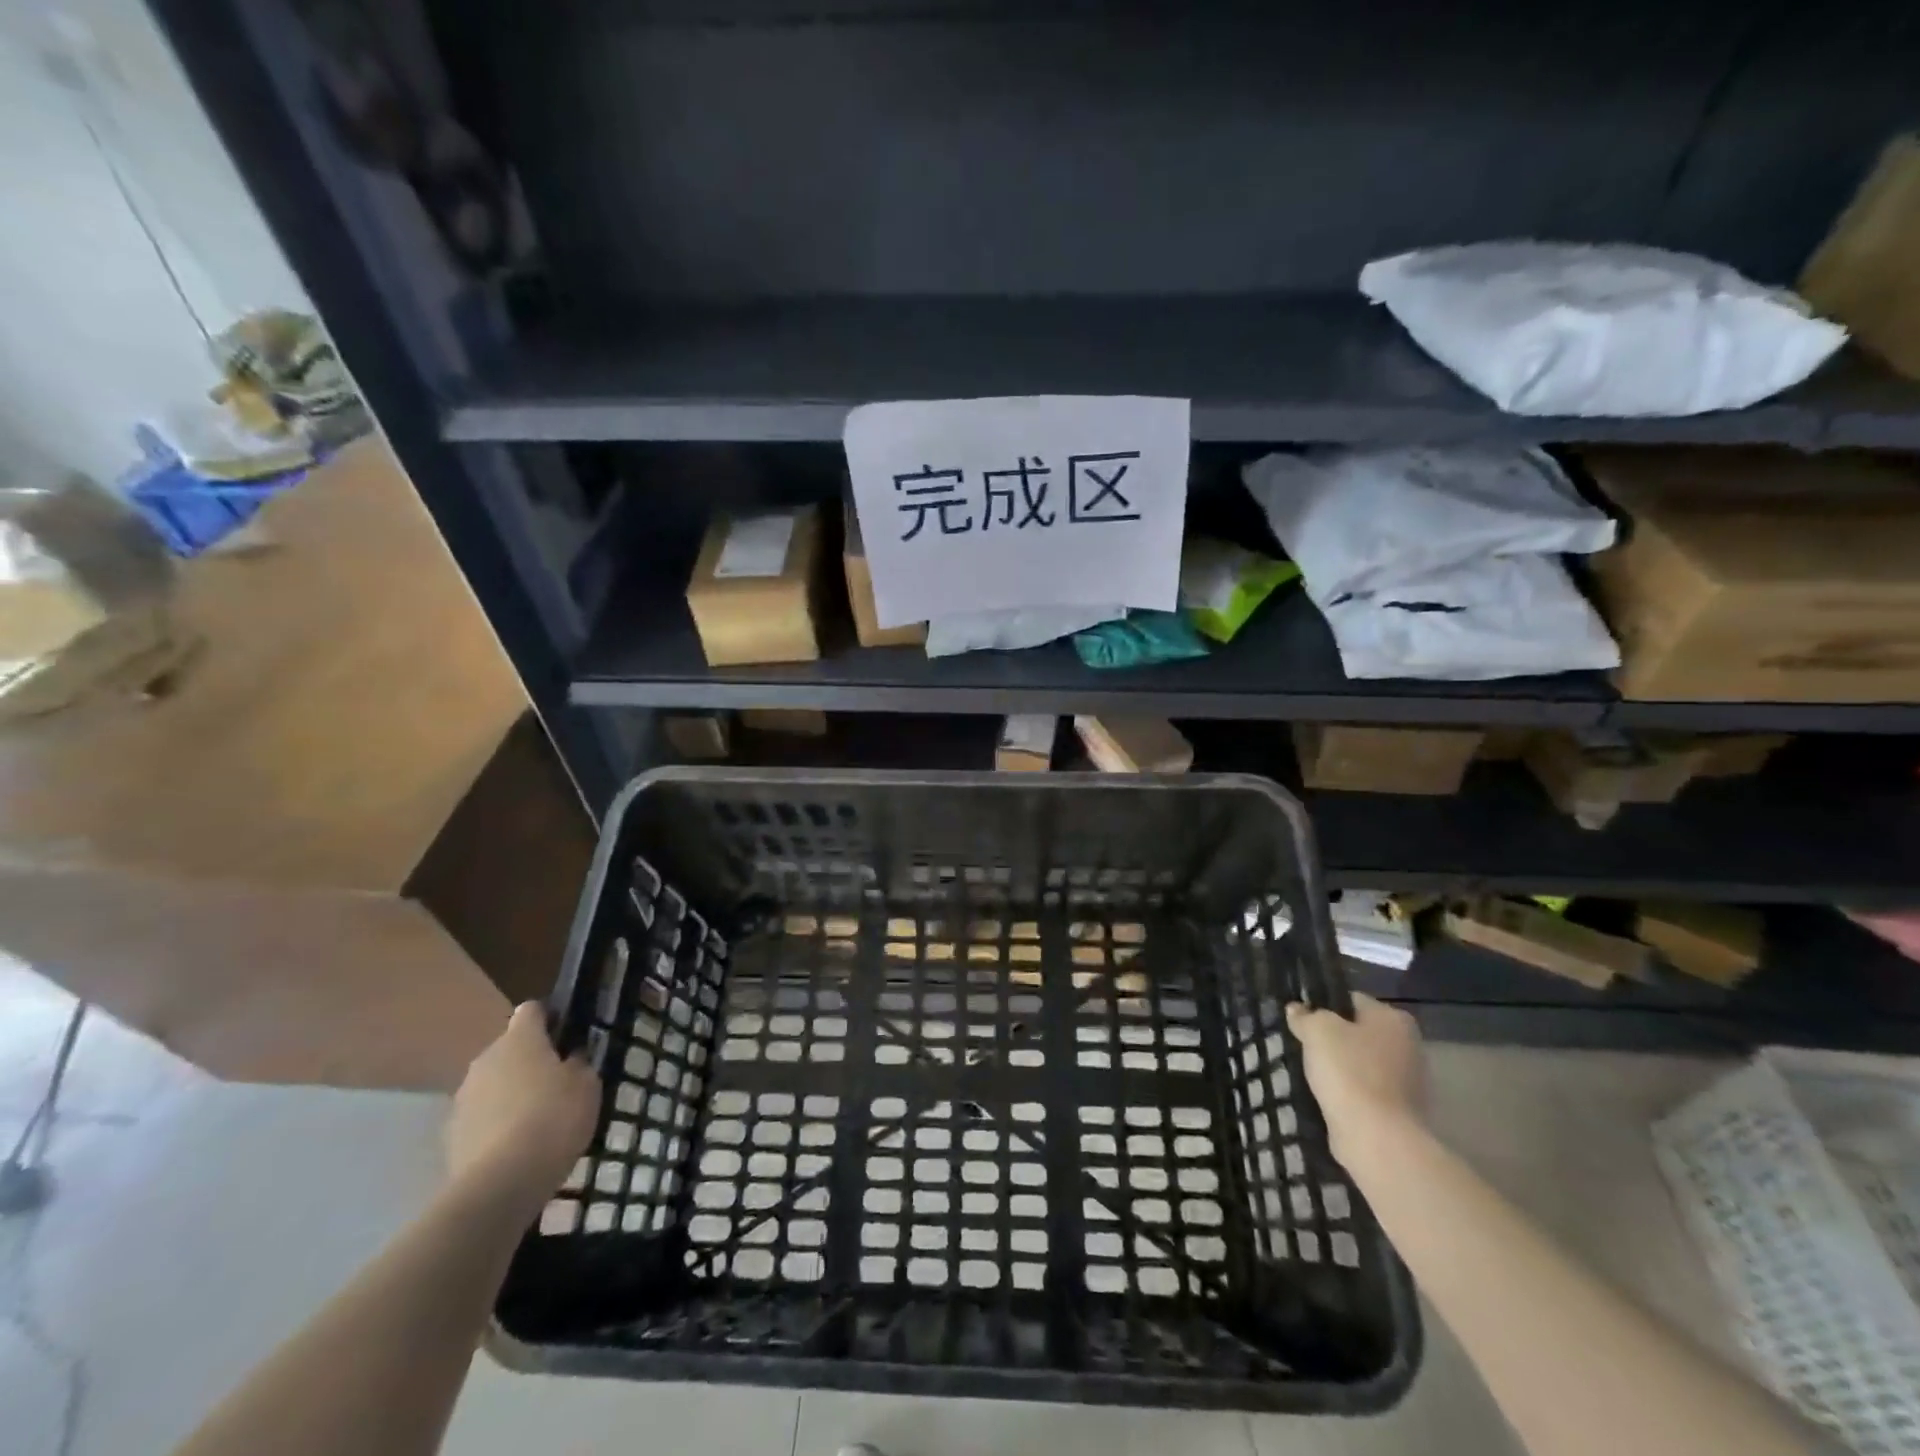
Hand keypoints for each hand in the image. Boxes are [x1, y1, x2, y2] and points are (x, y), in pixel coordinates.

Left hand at [447, 1003, 599, 1208]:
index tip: (567, 1035)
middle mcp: (486, 1059)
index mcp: (520, 1039)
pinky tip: (517, 1146)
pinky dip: (496, 1123)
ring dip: (511, 1092)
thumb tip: (570, 1057)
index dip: (550, 1018)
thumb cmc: (554, 1118)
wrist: (500, 1183)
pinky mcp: (451, 1135)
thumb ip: (578, 1063)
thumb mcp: (587, 1085)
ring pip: (493, 1083)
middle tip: (557, 1082)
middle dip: (530, 1060)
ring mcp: (463, 1098)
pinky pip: (481, 1117)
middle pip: (510, 1048)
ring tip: (537, 1119)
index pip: (532, 1010)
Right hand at [1287, 994, 1424, 1161]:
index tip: (1302, 1020)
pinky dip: (1349, 1093)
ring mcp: (1408, 1082)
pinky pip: (1365, 1091)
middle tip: (1304, 1046)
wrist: (1377, 1137)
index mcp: (1394, 1019)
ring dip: (1340, 1068)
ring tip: (1312, 1074)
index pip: (1351, 1000)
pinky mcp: (1400, 1111)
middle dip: (1333, 1039)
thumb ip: (1305, 1016)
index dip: (1323, 1006)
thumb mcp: (1316, 1030)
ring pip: (1361, 1064)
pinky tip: (1327, 1097)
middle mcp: (1409, 1046)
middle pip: (1358, 1033)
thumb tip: (1297, 1010)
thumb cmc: (1349, 1071)